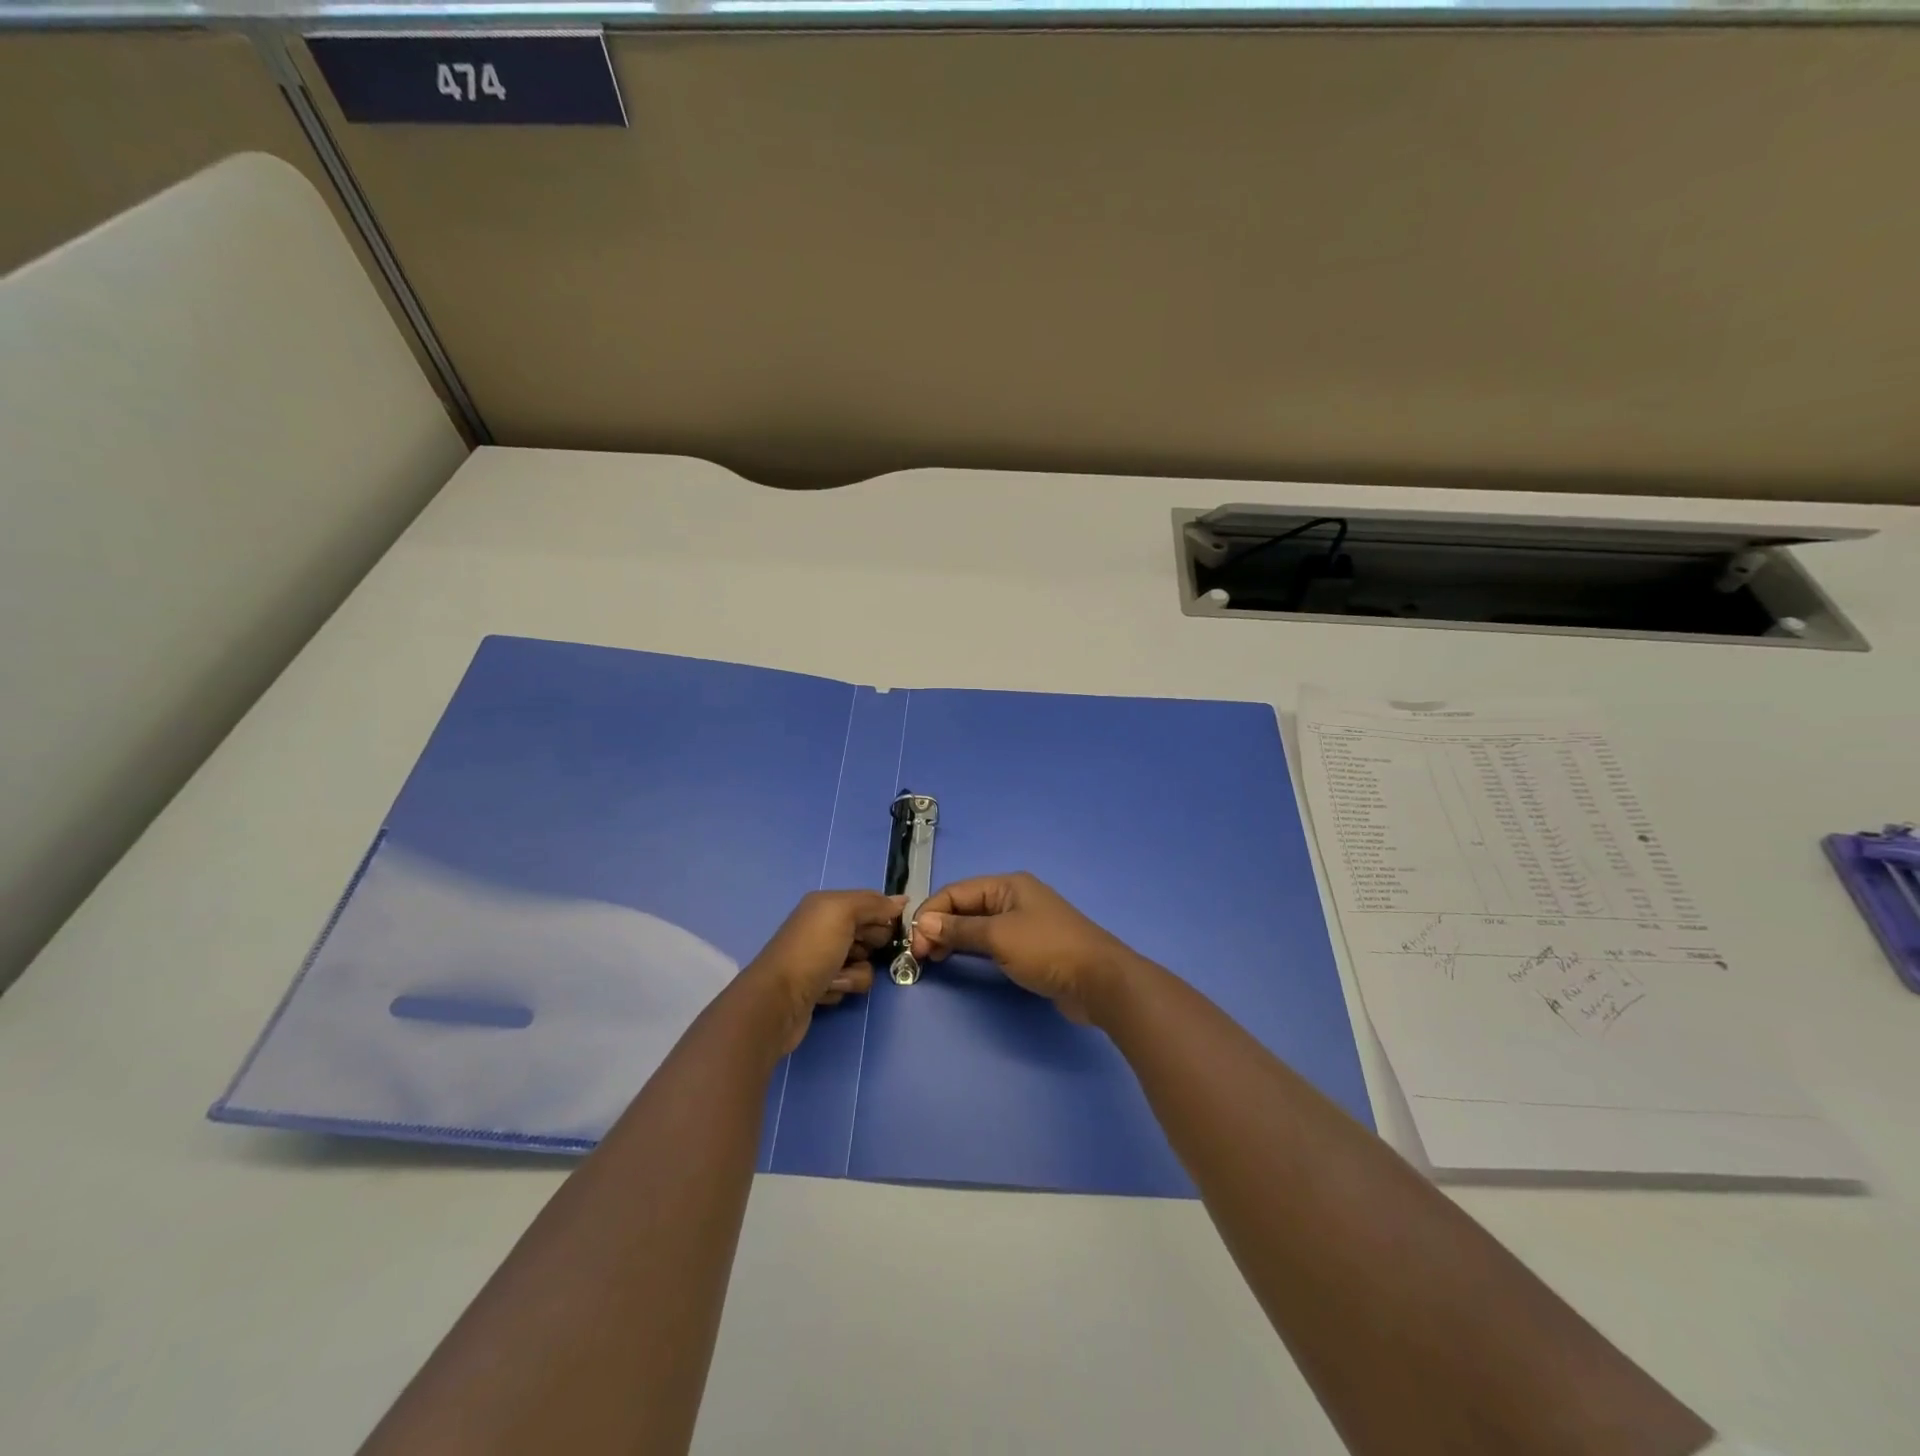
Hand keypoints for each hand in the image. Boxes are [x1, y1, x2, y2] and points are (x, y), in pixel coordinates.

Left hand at [747, 890, 903, 1054]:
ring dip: (855, 973)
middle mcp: (824, 927)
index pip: (870, 903)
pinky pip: (849, 984)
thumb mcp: (842, 913)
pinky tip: (826, 991)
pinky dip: (842, 987)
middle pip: (869, 933)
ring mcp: (822, 958)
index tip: (899, 929)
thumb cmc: (812, 950)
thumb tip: (902, 900)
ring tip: (837, 978)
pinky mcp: (822, 986)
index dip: (886, 915)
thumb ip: (873, 903)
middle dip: (871, 945)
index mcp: (827, 905)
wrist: (778, 1001)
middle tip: (859, 953)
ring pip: (863, 963)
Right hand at [910, 873, 1140, 1023]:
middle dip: (938, 926)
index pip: (956, 892)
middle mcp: (1014, 897)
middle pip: (965, 906)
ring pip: (976, 925)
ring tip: (933, 960)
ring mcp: (1023, 922)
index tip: (912, 941)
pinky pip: (991, 941)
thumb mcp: (998, 937)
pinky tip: (959, 961)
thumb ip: (959, 929)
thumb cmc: (1047, 950)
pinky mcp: (1030, 947)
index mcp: (1007, 885)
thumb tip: (923, 923)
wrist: (1099, 981)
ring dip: (952, 938)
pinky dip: (971, 949)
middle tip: (920, 955)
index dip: (930, 913)